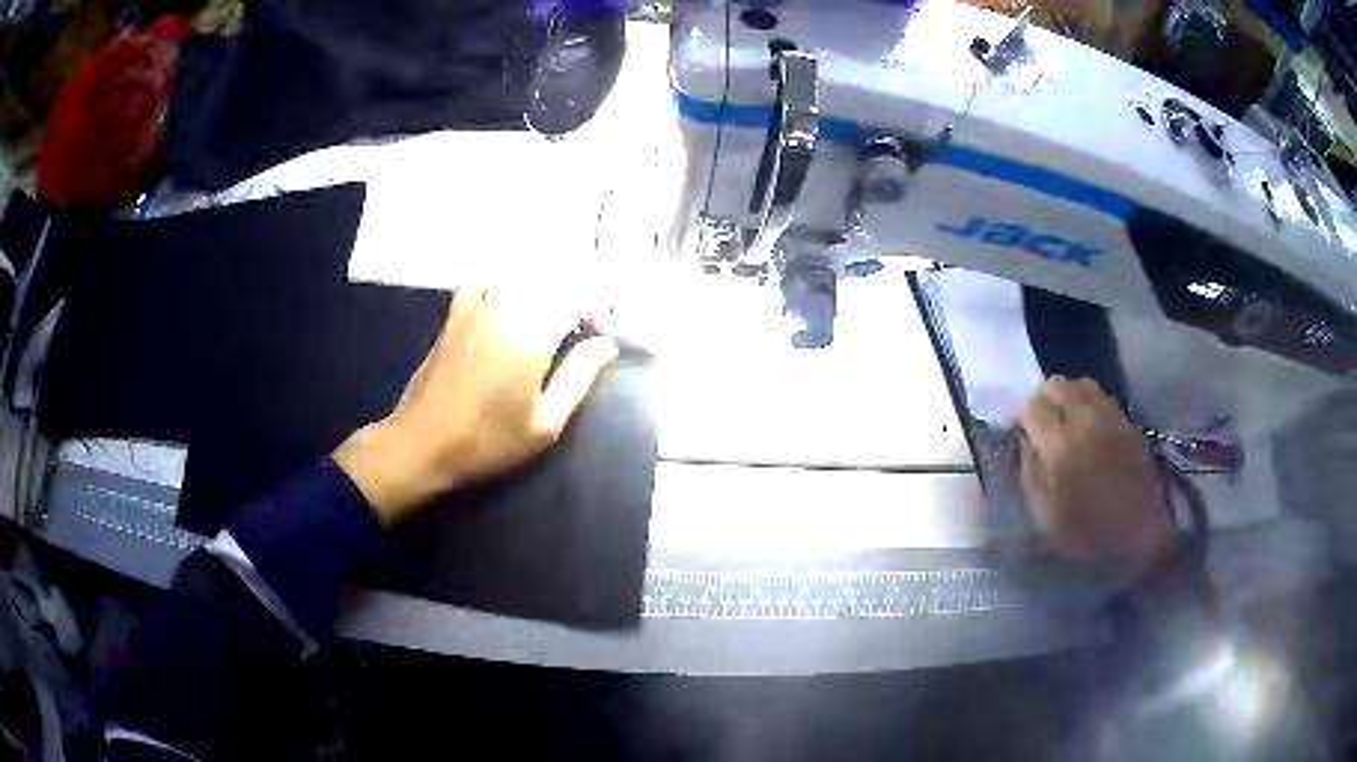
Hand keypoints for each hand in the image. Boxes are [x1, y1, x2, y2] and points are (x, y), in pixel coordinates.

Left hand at [333, 285, 617, 524]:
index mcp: (532, 340)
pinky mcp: (454, 316)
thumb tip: (606, 345)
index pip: (574, 299)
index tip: (594, 328)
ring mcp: (475, 310)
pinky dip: (496, 284)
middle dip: (566, 295)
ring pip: (515, 277)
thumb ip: (578, 378)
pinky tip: (500, 304)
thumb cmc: (488, 442)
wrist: (422, 443)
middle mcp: (505, 313)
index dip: (590, 308)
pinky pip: (479, 282)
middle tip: (572, 323)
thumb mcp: (544, 425)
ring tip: (542, 312)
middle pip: (547, 281)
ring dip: (535, 287)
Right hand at [1019, 377, 1173, 582]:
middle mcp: (1085, 421)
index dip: (1020, 415)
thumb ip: (1030, 474)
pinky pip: (1103, 397)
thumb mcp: (1045, 516)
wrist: (1139, 538)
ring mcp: (1110, 419)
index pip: (1031, 408)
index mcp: (1060, 447)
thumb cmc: (1087, 535)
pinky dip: (1089, 402)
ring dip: (1068, 394)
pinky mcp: (1128, 423)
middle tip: (1039, 418)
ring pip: (1082, 384)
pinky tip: (1088, 423)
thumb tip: (1024, 443)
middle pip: (1058, 385)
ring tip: (1065, 415)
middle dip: (1043, 397)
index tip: (1019, 429)